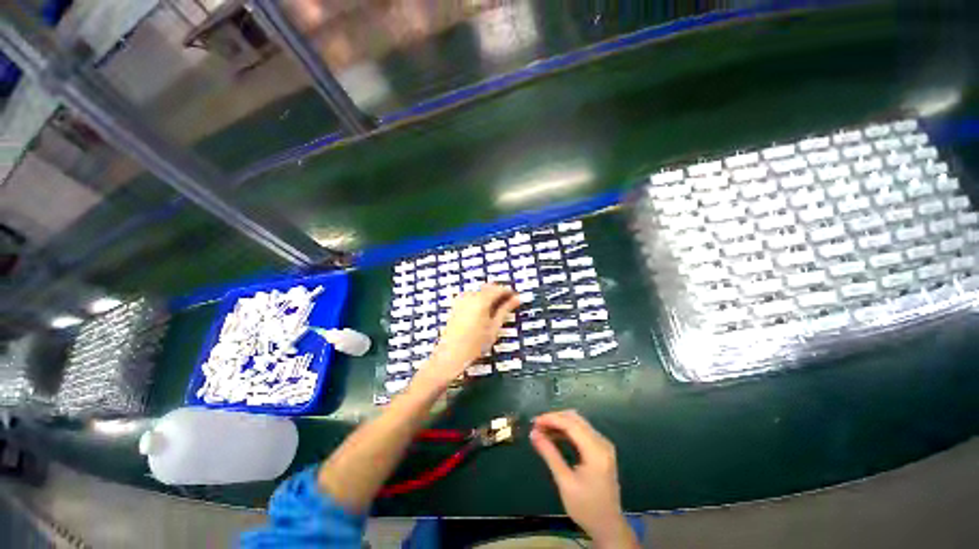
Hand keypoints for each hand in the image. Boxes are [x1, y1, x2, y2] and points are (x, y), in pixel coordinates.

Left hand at [418, 284, 519, 387]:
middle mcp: (470, 296)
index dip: (509, 292)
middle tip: (509, 303)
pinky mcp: (456, 304)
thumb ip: (505, 310)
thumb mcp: (494, 327)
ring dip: (490, 296)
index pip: (499, 289)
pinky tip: (484, 312)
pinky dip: (480, 299)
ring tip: (497, 310)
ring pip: (480, 291)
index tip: (516, 298)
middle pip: (489, 287)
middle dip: (499, 293)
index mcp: (481, 300)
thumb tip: (517, 299)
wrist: (450, 354)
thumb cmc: (475, 344)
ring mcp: (461, 299)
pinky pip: (472, 296)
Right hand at [530, 410, 638, 548]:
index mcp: (596, 451)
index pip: (571, 424)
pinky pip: (582, 431)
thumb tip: (533, 434)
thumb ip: (550, 454)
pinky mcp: (601, 449)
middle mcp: (602, 442)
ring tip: (542, 431)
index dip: (551, 419)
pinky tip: (554, 436)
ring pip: (578, 423)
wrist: (608, 527)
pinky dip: (567, 431)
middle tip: (537, 426)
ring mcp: (603, 445)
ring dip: (560, 423)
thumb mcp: (565, 482)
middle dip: (554, 419)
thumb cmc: (586, 508)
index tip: (534, 422)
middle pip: (575, 419)